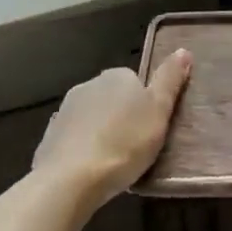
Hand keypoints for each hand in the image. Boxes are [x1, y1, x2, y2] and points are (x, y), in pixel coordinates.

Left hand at [33, 49, 192, 215]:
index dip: (146, 105)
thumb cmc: (124, 143)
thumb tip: (183, 49)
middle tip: (135, 146)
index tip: (151, 128)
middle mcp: (89, 85)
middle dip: (122, 117)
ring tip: (112, 162)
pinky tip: (88, 171)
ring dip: (101, 132)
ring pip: (92, 118)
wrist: (70, 180)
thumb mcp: (160, 111)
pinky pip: (73, 139)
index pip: (137, 82)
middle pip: (113, 99)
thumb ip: (170, 80)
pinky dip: (81, 149)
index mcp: (118, 76)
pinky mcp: (49, 137)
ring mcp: (65, 110)